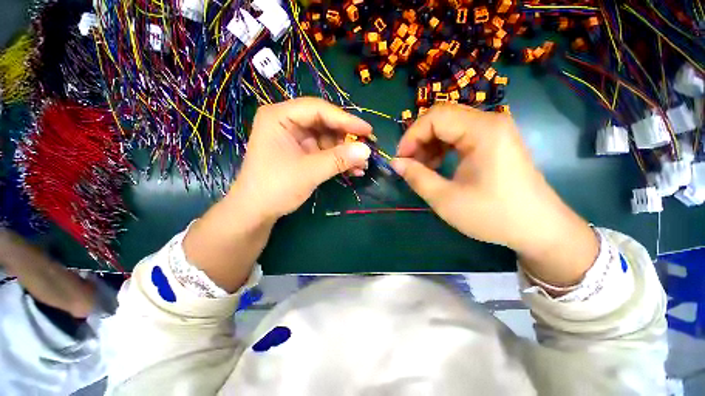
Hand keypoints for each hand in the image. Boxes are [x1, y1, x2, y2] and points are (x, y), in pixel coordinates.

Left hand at [184, 98, 373, 291]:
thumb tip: (367, 150)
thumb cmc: (275, 187)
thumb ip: (338, 159)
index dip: (345, 119)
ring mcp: (295, 139)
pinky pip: (324, 151)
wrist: (255, 212)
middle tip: (367, 148)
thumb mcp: (309, 172)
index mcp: (280, 117)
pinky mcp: (301, 153)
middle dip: (346, 138)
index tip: (368, 130)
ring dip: (345, 152)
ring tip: (362, 164)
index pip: (318, 109)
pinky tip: (353, 170)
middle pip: (324, 123)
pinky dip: (338, 160)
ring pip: (327, 139)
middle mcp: (288, 123)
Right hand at [391, 104, 597, 286]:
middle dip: (419, 140)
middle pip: (442, 117)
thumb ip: (416, 177)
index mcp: (482, 131)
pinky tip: (437, 166)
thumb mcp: (445, 199)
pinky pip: (460, 135)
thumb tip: (395, 163)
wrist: (538, 228)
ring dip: (429, 144)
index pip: (435, 117)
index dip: (411, 136)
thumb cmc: (492, 215)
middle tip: (408, 164)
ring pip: (449, 126)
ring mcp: (494, 130)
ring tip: (422, 168)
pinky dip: (442, 148)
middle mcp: (490, 122)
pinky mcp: (494, 141)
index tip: (400, 160)